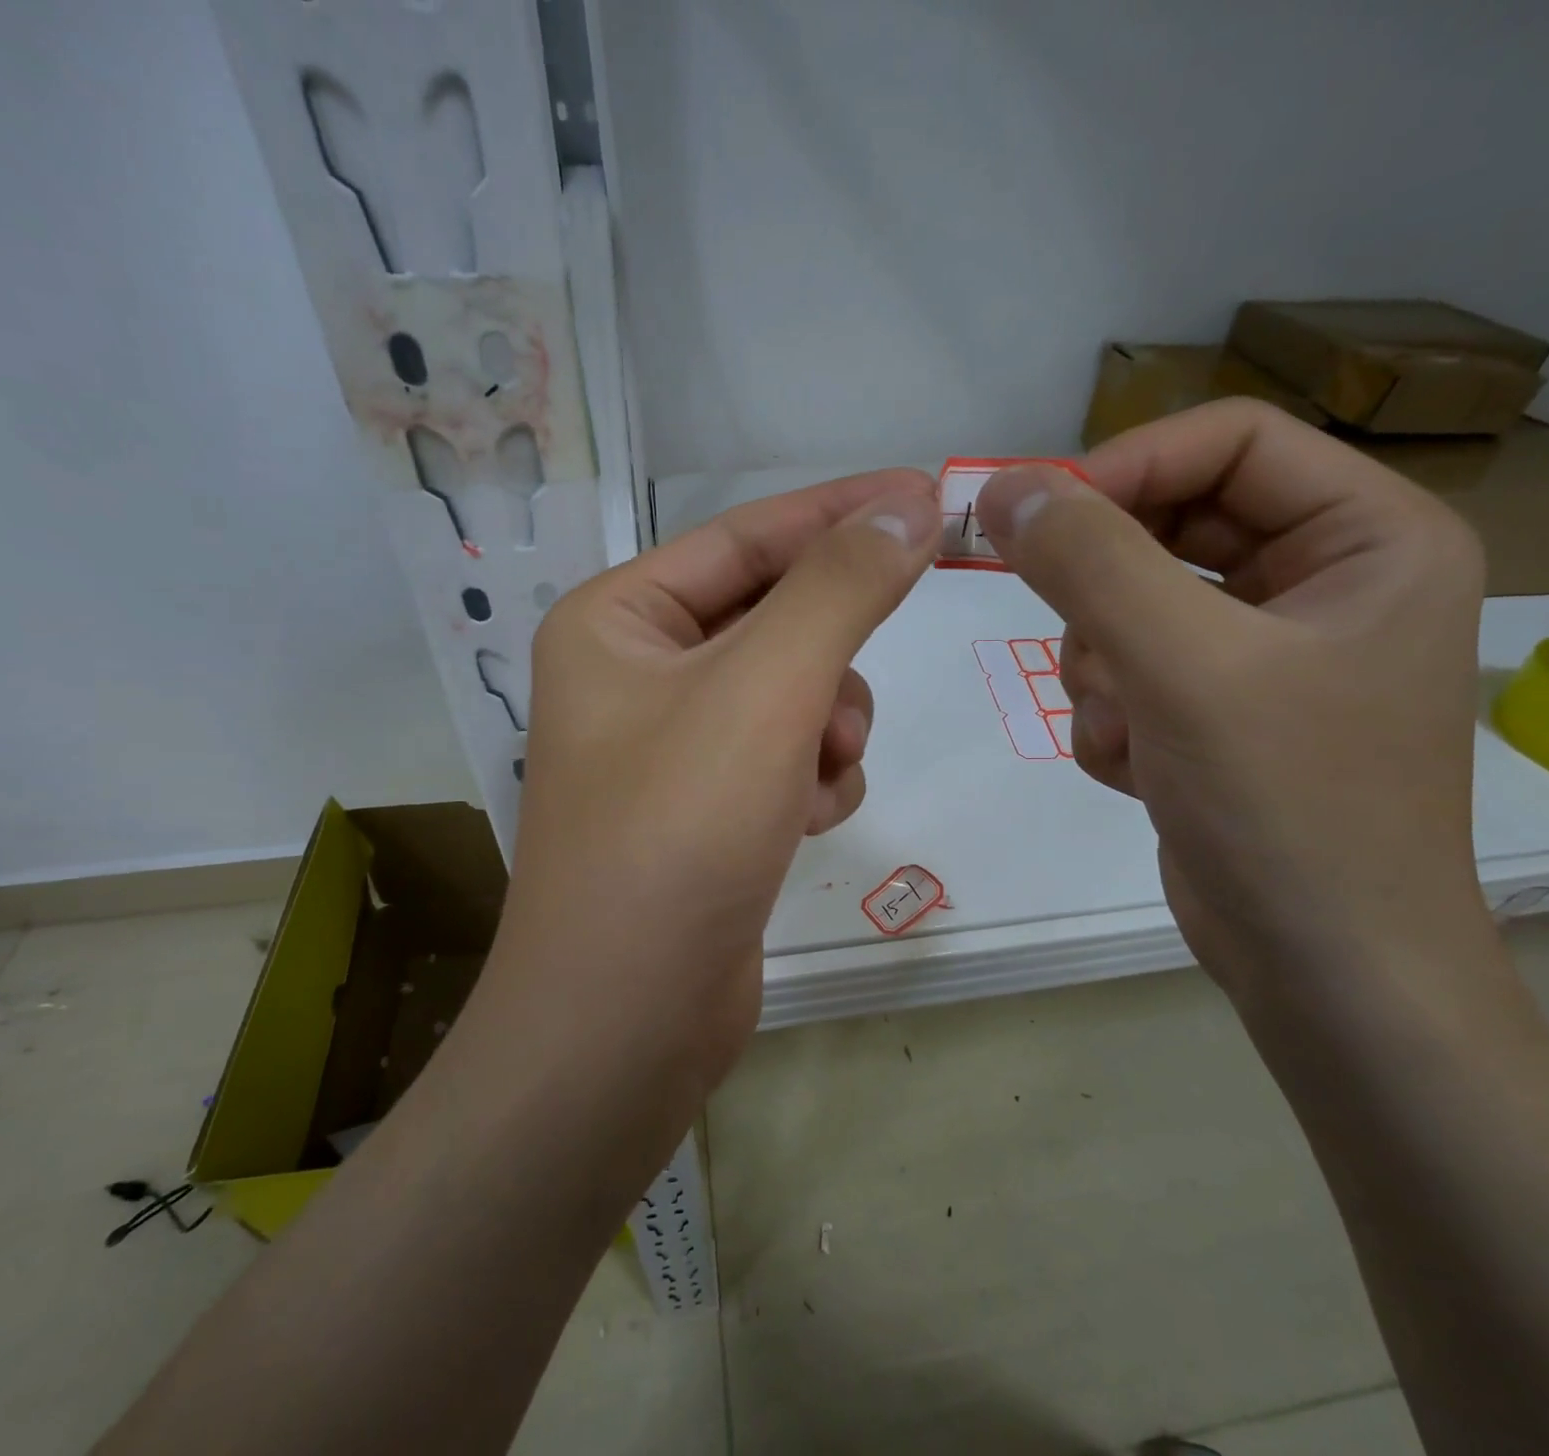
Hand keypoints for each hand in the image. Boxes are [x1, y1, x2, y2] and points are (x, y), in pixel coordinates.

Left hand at [492, 468, 939, 1091]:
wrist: (630, 1017)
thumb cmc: (679, 830)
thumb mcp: (766, 689)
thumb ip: (841, 588)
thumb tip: (910, 503)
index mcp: (618, 620)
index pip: (747, 537)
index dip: (842, 512)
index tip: (931, 494)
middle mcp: (637, 674)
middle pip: (775, 619)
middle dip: (829, 658)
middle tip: (848, 696)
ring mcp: (674, 745)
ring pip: (795, 692)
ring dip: (826, 727)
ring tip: (814, 778)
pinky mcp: (710, 807)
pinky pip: (790, 755)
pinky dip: (813, 778)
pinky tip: (802, 823)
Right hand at [976, 400, 1489, 1007]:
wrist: (1320, 968)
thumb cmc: (1285, 804)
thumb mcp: (1182, 666)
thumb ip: (1089, 562)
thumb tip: (1005, 487)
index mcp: (1368, 537)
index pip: (1228, 442)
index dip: (1126, 468)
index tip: (1036, 518)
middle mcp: (1324, 582)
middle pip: (1171, 526)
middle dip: (1108, 592)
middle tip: (1080, 641)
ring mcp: (1266, 653)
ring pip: (1135, 606)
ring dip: (1104, 666)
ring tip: (1128, 728)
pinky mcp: (1218, 712)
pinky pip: (1132, 672)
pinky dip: (1114, 715)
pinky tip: (1140, 768)